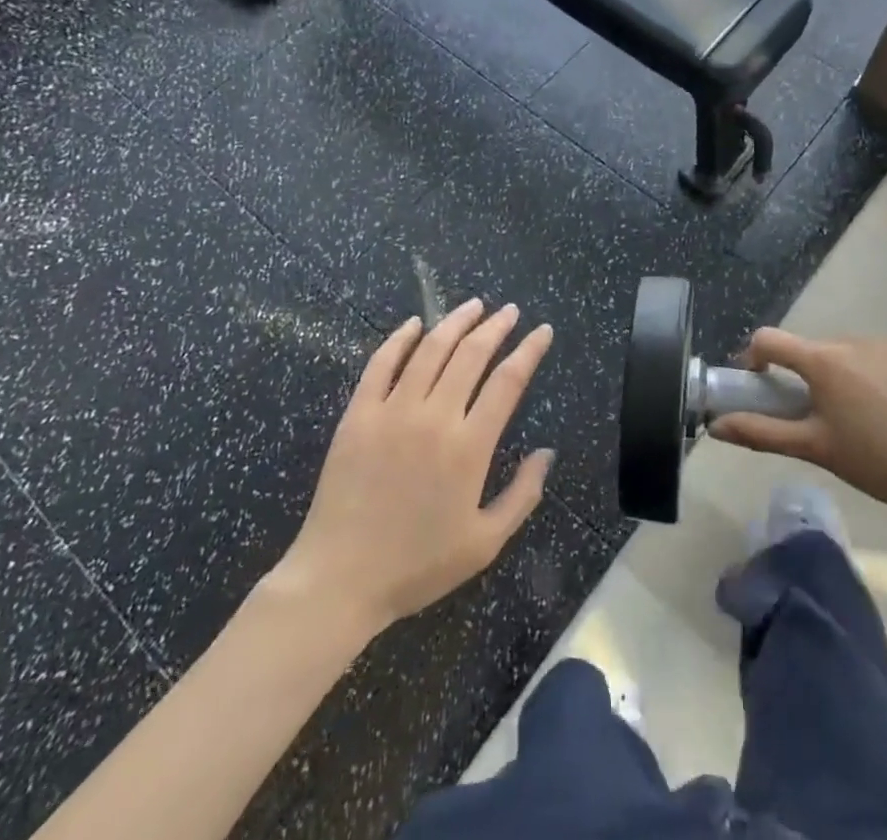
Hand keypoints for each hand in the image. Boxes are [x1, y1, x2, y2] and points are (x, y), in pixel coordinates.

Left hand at [269, 300, 554, 633]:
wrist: (339, 580)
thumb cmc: (417, 565)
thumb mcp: (485, 543)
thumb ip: (522, 495)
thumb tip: (547, 453)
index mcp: (469, 447)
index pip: (508, 381)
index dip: (529, 350)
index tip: (542, 330)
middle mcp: (434, 417)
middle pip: (471, 354)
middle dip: (496, 327)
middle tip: (510, 311)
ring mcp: (392, 411)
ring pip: (430, 350)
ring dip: (455, 322)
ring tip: (473, 306)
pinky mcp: (358, 414)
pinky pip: (381, 364)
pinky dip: (399, 339)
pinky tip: (414, 323)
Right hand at [710, 327, 886, 535]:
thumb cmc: (878, 461)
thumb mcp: (816, 449)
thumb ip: (762, 433)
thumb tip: (716, 426)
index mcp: (823, 359)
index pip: (770, 339)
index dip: (754, 356)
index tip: (756, 382)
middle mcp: (854, 340)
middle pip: (813, 349)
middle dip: (805, 374)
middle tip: (815, 415)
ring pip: (850, 353)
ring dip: (843, 374)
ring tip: (861, 419)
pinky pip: (883, 357)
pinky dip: (877, 376)